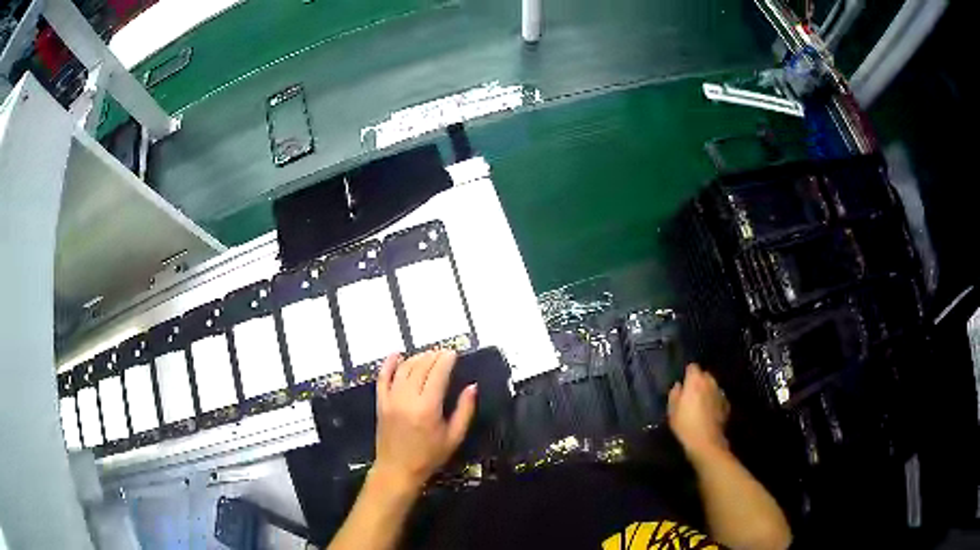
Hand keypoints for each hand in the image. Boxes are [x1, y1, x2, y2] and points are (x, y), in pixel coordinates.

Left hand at [372, 350, 476, 491]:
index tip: (454, 353)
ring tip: (428, 355)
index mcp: (428, 408)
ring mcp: (391, 400)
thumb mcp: (454, 437)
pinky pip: (382, 378)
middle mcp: (407, 399)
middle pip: (420, 368)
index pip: (437, 374)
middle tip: (444, 353)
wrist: (397, 470)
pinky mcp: (380, 403)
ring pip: (403, 369)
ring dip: (417, 358)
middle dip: (433, 356)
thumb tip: (472, 387)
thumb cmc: (429, 456)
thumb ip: (465, 410)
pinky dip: (389, 364)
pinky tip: (396, 355)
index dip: (446, 360)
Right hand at [668, 363, 729, 462]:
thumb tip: (678, 385)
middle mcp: (710, 382)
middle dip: (698, 381)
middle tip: (690, 394)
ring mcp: (720, 393)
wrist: (706, 442)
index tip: (683, 383)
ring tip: (700, 404)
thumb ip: (674, 394)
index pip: (692, 367)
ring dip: (707, 391)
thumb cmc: (685, 425)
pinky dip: (714, 401)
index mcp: (695, 381)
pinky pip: (718, 397)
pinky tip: (709, 412)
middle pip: (704, 375)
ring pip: (713, 386)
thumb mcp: (672, 411)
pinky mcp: (726, 404)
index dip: (688, 374)